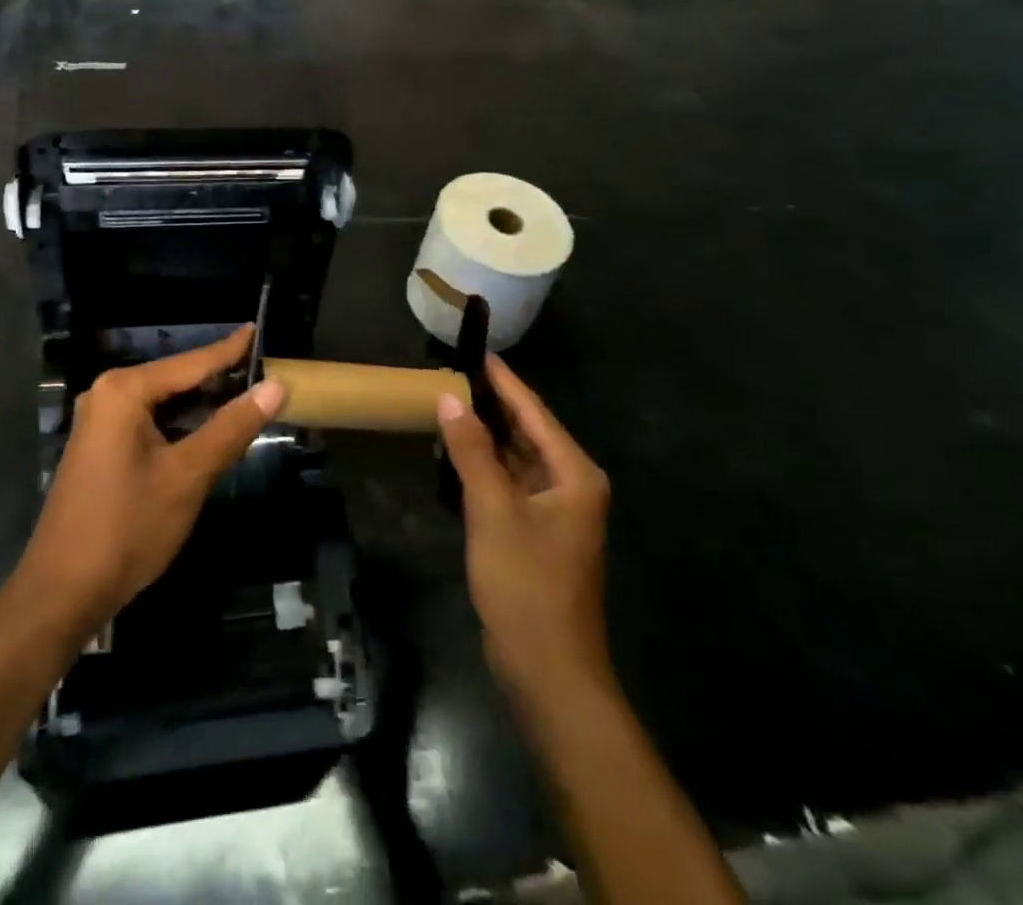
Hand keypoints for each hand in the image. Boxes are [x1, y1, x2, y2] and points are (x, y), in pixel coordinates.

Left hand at [14, 327, 283, 637]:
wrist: (62, 592)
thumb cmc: (127, 527)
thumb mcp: (188, 475)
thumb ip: (232, 426)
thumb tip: (276, 386)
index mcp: (124, 391)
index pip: (192, 362)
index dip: (230, 349)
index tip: (259, 327)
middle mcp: (107, 394)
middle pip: (176, 379)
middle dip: (218, 378)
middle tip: (265, 372)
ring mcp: (99, 421)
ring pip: (163, 402)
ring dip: (201, 403)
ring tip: (247, 395)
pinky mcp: (99, 446)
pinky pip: (148, 420)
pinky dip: (180, 423)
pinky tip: (208, 429)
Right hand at [439, 356, 613, 708]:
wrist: (548, 671)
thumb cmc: (526, 584)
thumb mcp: (493, 510)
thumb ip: (472, 451)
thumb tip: (450, 398)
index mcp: (574, 474)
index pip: (534, 412)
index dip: (505, 382)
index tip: (477, 351)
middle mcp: (570, 486)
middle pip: (527, 433)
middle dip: (492, 406)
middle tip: (453, 375)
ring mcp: (554, 513)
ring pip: (517, 459)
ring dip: (485, 436)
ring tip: (448, 405)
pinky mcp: (536, 534)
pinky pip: (509, 485)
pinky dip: (484, 468)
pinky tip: (455, 455)